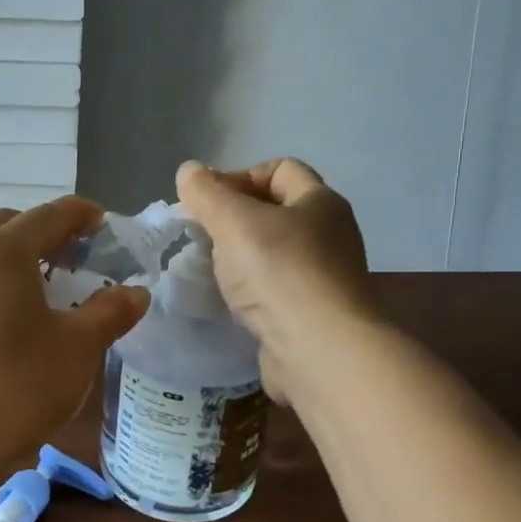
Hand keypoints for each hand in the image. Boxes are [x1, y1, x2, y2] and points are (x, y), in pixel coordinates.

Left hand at [0, 197, 150, 475]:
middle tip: (78, 258)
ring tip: (47, 290)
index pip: (49, 214)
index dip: (81, 214)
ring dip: (18, 260)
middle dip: (46, 233)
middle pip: (11, 227)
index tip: (104, 224)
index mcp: (3, 250)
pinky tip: (12, 321)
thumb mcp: (79, 347)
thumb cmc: (18, 383)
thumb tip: (135, 292)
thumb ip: (111, 311)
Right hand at [176, 158, 371, 401]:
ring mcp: (326, 277)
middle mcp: (331, 234)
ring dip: (241, 258)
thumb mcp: (233, 222)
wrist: (320, 352)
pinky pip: (277, 290)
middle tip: (203, 237)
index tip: (207, 203)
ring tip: (213, 272)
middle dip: (236, 219)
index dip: (240, 176)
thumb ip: (207, 193)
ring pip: (275, 253)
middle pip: (276, 211)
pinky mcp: (315, 314)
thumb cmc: (279, 273)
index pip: (280, 168)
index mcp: (321, 202)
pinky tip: (233, 303)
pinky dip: (253, 291)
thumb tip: (189, 170)